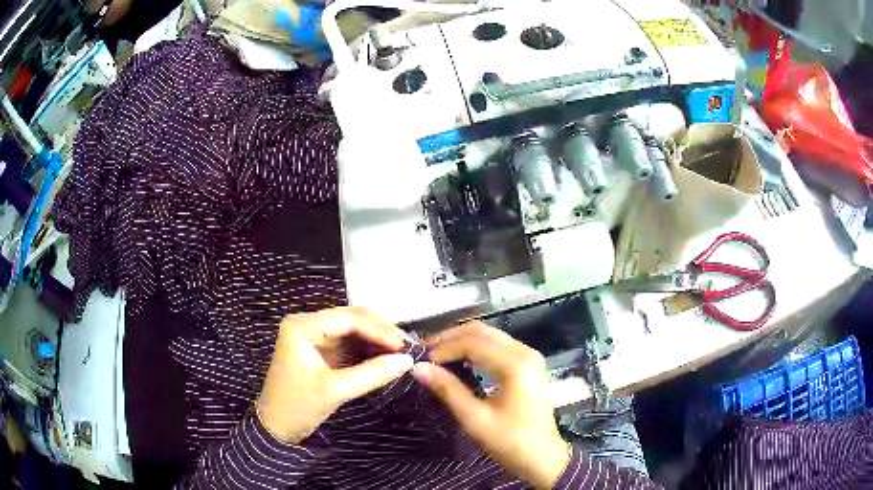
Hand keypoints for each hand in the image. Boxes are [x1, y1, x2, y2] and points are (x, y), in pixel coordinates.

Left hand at [256, 307, 413, 443]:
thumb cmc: (298, 406)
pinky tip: (385, 359)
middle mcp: (307, 324)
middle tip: (407, 349)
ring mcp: (314, 337)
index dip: (380, 330)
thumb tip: (407, 360)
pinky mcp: (320, 351)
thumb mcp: (335, 390)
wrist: (276, 428)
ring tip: (401, 354)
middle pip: (352, 320)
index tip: (405, 347)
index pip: (349, 319)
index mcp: (302, 326)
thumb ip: (372, 373)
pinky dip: (368, 352)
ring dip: (376, 342)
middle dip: (381, 333)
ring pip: (353, 331)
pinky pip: (349, 345)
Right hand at [413, 323, 570, 489]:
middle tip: (425, 350)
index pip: (473, 343)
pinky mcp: (529, 365)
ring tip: (438, 354)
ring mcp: (530, 357)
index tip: (421, 361)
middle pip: (483, 332)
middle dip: (451, 338)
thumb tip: (419, 368)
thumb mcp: (475, 418)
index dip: (444, 349)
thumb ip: (448, 390)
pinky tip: (461, 360)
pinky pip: (499, 346)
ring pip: (491, 336)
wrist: (543, 458)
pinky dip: (477, 348)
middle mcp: (525, 352)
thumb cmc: (510, 441)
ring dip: (463, 341)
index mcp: (516, 364)